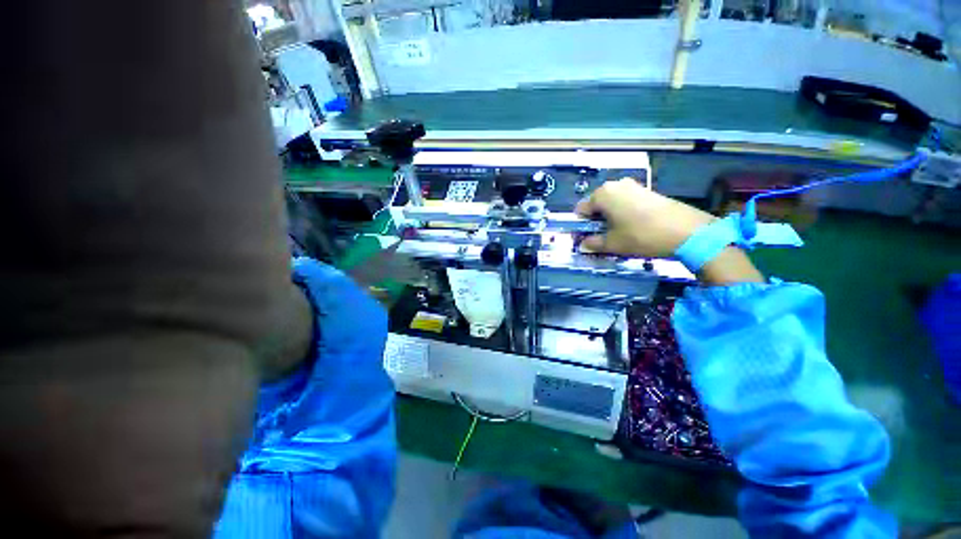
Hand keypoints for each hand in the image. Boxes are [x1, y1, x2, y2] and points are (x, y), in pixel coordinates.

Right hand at [575, 178, 715, 257]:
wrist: (686, 230)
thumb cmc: (641, 236)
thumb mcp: (612, 244)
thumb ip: (592, 244)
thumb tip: (582, 245)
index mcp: (602, 195)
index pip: (580, 210)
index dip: (581, 226)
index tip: (587, 239)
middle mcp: (615, 185)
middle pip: (596, 205)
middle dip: (595, 221)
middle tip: (603, 238)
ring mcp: (633, 186)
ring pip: (611, 204)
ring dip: (609, 218)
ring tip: (619, 234)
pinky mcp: (647, 190)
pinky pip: (625, 202)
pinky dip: (623, 213)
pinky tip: (632, 226)